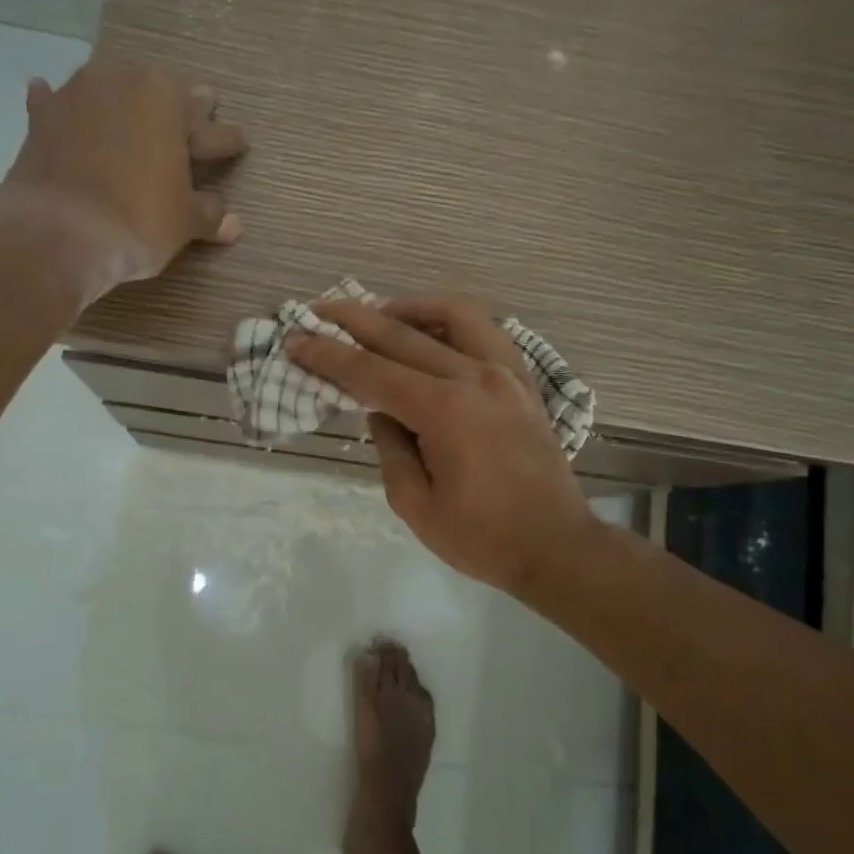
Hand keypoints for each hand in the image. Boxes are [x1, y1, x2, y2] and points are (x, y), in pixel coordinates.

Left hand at [0, 61, 246, 293]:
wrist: (58, 232)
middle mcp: (123, 83)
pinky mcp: (41, 119)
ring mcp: (77, 96)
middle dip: (178, 109)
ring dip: (120, 99)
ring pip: (108, 90)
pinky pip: (54, 103)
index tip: (238, 142)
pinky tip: (52, 98)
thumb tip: (234, 224)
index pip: (208, 123)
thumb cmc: (138, 220)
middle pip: (159, 94)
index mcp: (168, 100)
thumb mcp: (184, 221)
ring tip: (127, 105)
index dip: (225, 139)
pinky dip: (59, 105)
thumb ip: (209, 214)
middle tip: (194, 117)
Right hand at [286, 295, 601, 593]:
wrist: (557, 546)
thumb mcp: (415, 505)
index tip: (296, 340)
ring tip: (378, 312)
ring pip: (454, 315)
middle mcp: (476, 377)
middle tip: (318, 311)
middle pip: (404, 335)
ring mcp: (506, 373)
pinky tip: (432, 331)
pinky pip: (486, 331)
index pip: (372, 372)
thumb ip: (390, 447)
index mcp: (445, 411)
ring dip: (409, 307)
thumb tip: (380, 408)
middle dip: (354, 321)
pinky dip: (453, 321)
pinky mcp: (523, 380)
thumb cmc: (482, 537)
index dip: (328, 356)